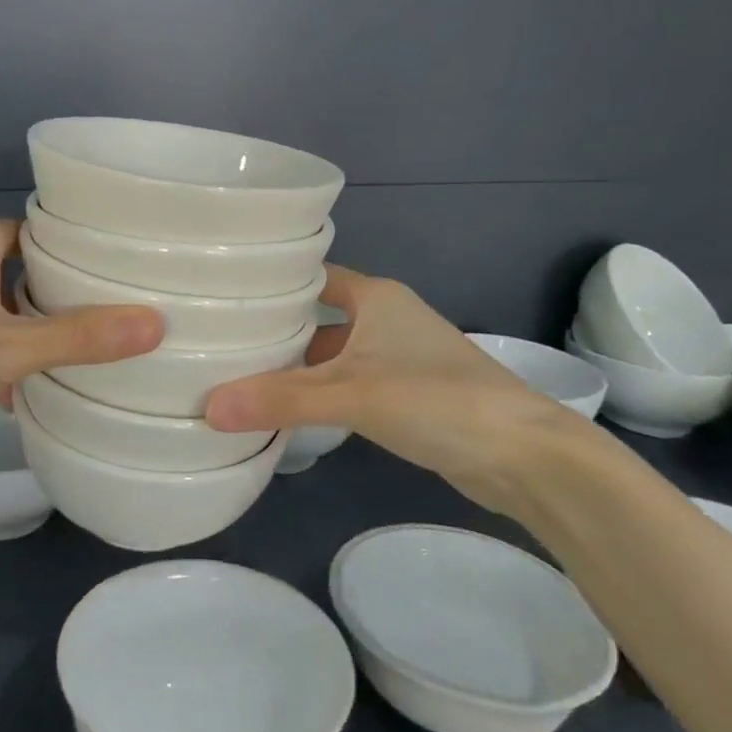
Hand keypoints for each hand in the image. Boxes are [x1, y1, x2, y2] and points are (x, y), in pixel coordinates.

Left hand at [0, 221, 163, 420]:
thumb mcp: (8, 345)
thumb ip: (79, 338)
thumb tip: (155, 325)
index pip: (38, 231)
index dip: (76, 250)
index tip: (116, 271)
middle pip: (18, 271)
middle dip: (55, 297)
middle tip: (106, 318)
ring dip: (23, 332)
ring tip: (72, 356)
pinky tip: (14, 392)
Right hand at [203, 266, 597, 515]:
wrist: (524, 457)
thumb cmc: (436, 400)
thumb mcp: (350, 395)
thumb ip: (279, 400)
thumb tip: (207, 408)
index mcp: (376, 297)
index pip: (311, 275)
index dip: (271, 280)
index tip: (223, 291)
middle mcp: (387, 318)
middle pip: (317, 315)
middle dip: (276, 327)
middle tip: (219, 338)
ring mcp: (400, 357)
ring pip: (333, 352)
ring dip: (297, 364)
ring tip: (241, 374)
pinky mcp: (408, 395)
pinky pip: (348, 383)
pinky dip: (320, 392)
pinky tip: (289, 410)